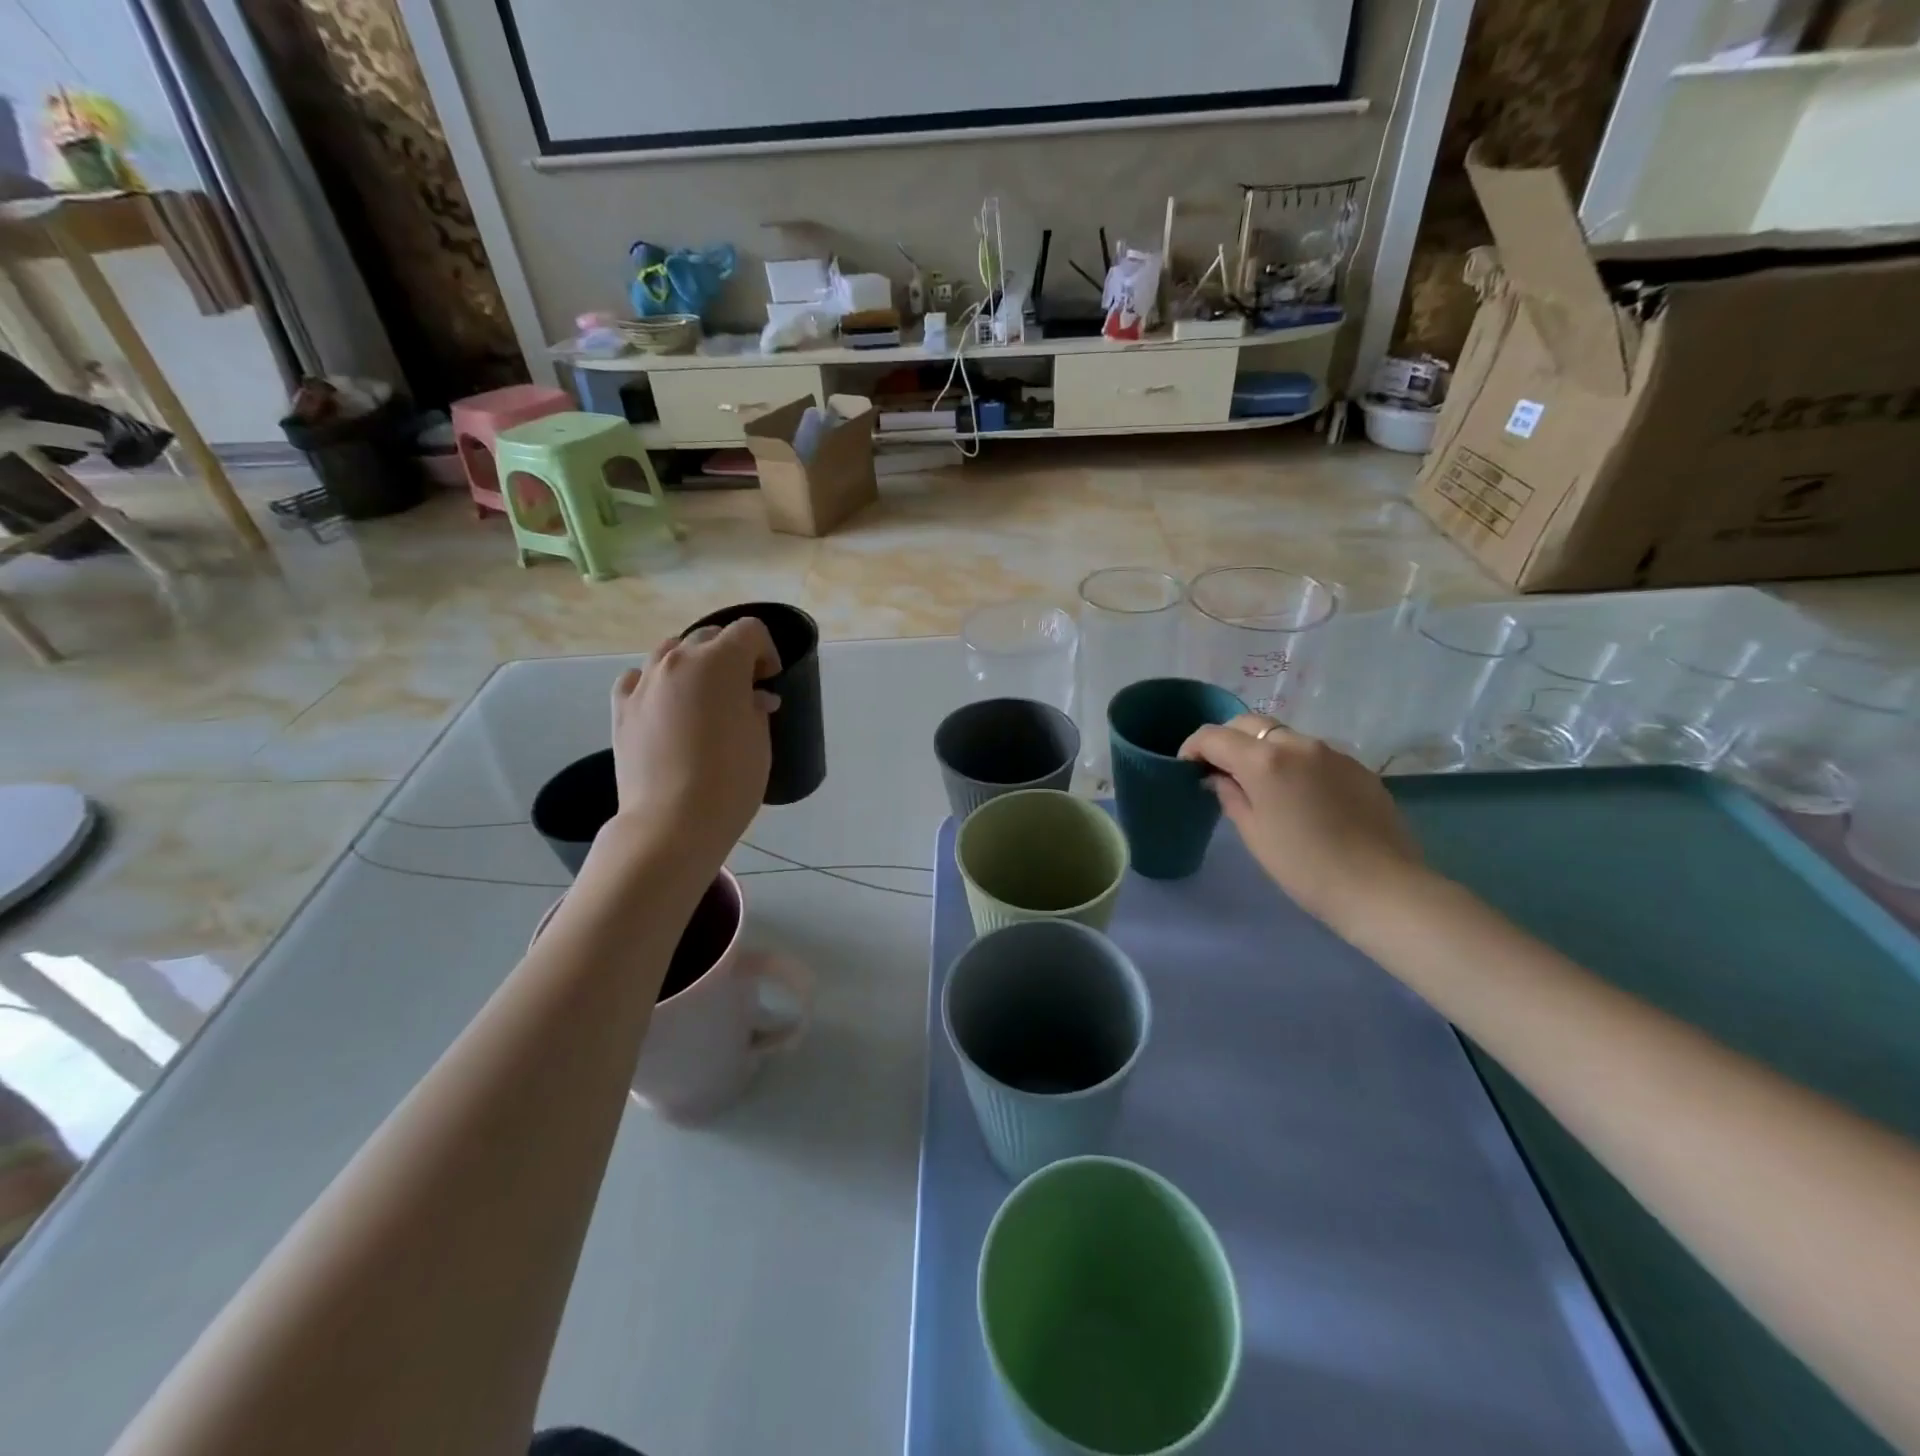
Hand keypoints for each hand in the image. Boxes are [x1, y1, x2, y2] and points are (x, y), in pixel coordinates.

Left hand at [608, 620, 781, 865]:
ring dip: (693, 664)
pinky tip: (666, 707)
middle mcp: (679, 661)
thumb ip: (756, 708)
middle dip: (731, 655)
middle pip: (709, 635)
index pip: (750, 631)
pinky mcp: (621, 708)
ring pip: (671, 651)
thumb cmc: (730, 781)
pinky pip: (639, 678)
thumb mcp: (760, 741)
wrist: (672, 823)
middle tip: (742, 690)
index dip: (766, 651)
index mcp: (720, 662)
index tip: (769, 681)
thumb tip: (753, 699)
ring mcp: (644, 682)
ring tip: (703, 698)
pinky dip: (656, 683)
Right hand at [1179, 716, 1425, 933]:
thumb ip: (1231, 795)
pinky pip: (1314, 754)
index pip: (1214, 736)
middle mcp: (1297, 743)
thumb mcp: (1254, 833)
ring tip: (1262, 785)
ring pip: (1284, 737)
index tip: (1187, 767)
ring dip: (1263, 751)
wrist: (1381, 887)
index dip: (1193, 747)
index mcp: (1264, 760)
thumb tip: (1219, 777)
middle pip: (1249, 724)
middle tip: (1220, 770)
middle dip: (1227, 740)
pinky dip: (1295, 764)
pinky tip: (1300, 796)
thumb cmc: (1304, 866)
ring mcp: (1332, 752)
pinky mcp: (1357, 766)